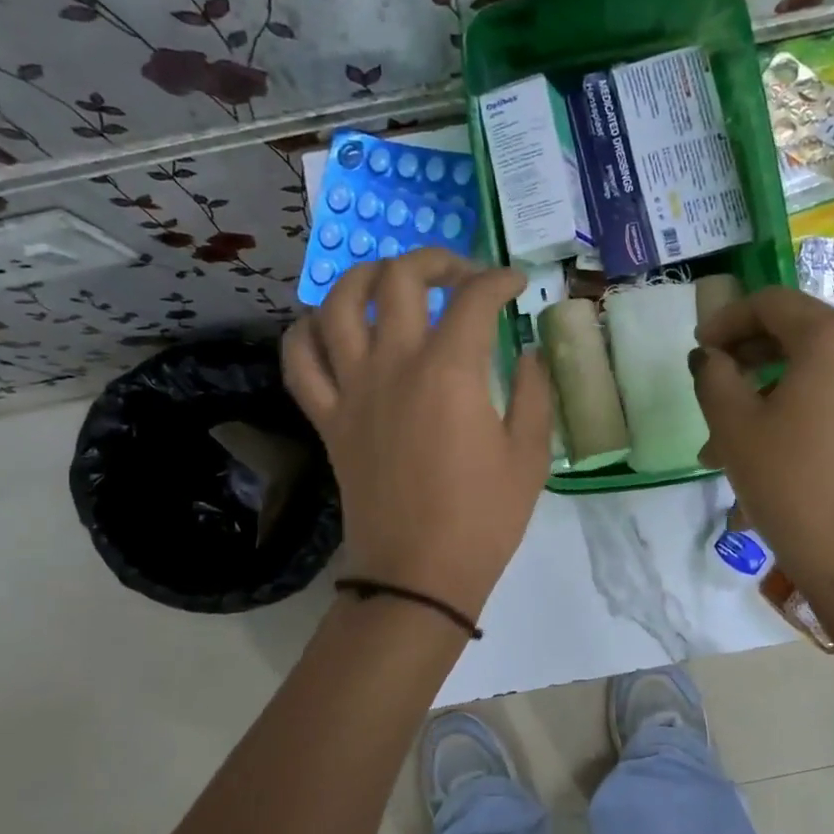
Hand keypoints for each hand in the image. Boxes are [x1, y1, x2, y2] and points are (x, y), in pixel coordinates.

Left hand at [282, 249, 552, 617]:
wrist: (418, 574)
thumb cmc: (483, 519)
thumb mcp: (529, 456)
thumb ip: (534, 392)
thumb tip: (528, 352)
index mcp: (450, 371)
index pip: (475, 298)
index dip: (500, 280)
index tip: (516, 285)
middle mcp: (394, 364)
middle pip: (400, 279)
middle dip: (436, 260)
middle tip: (460, 274)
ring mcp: (352, 389)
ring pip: (338, 304)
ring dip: (365, 277)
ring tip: (390, 281)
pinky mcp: (327, 418)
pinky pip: (299, 360)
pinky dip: (307, 332)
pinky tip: (330, 327)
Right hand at [691, 284, 833, 602]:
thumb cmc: (794, 487)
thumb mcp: (735, 429)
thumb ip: (714, 378)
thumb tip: (711, 358)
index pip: (771, 303)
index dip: (726, 320)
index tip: (699, 351)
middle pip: (796, 336)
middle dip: (745, 362)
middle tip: (710, 395)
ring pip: (813, 376)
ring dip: (765, 397)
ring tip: (726, 446)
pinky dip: (796, 415)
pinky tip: (768, 460)